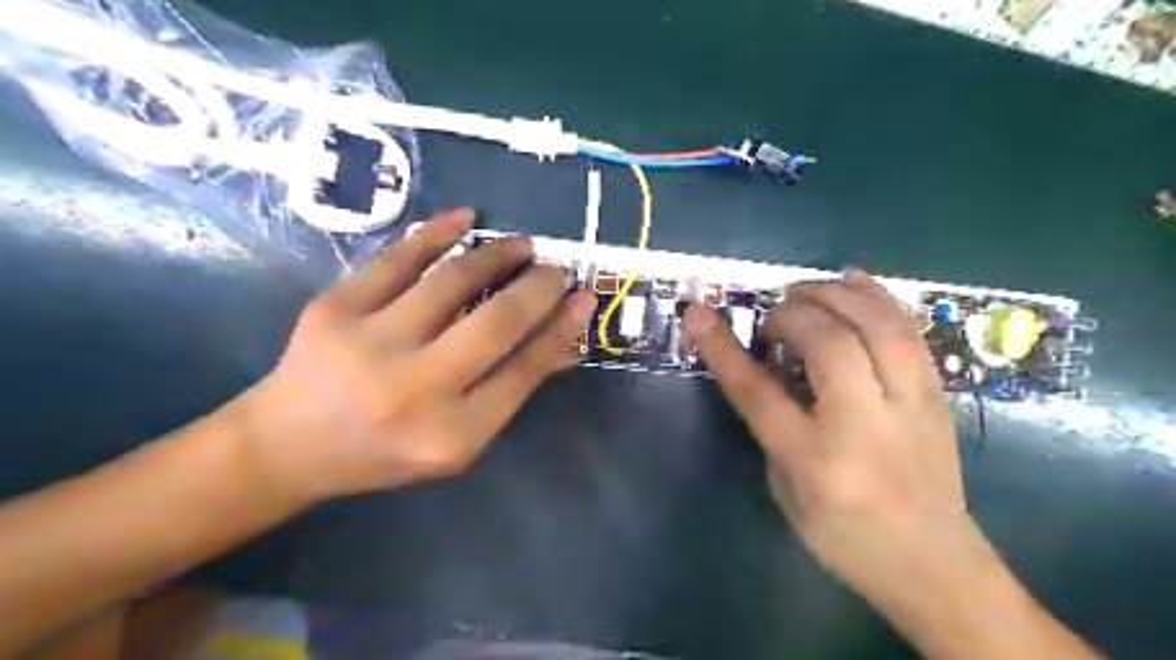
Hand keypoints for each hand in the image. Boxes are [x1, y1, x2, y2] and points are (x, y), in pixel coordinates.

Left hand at [233, 210, 598, 506]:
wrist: (287, 444)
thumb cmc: (386, 451)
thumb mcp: (457, 442)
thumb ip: (509, 391)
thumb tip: (564, 342)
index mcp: (451, 434)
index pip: (524, 370)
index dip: (561, 328)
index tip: (584, 298)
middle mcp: (416, 389)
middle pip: (497, 322)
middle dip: (538, 287)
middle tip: (555, 269)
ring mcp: (370, 343)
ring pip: (453, 280)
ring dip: (497, 254)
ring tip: (521, 245)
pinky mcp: (335, 307)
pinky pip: (398, 257)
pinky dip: (437, 232)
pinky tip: (466, 218)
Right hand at [687, 272, 978, 604]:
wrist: (934, 565)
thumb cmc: (843, 536)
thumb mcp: (785, 490)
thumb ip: (774, 425)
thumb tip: (771, 367)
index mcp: (815, 460)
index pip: (758, 391)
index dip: (723, 348)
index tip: (697, 313)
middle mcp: (864, 426)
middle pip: (828, 344)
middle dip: (791, 313)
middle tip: (773, 315)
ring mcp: (910, 406)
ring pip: (878, 326)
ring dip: (834, 294)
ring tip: (805, 290)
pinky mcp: (937, 396)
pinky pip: (909, 331)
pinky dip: (877, 296)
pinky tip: (853, 281)